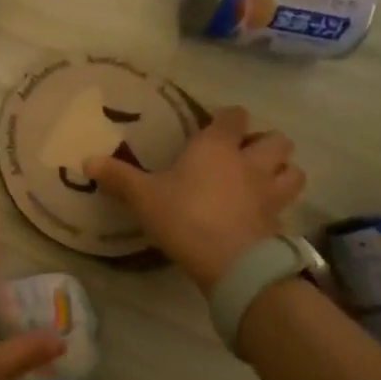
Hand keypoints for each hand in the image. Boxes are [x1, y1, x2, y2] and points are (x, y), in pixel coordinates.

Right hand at [85, 107, 305, 294]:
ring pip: (293, 169)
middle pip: (276, 139)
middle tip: (244, 155)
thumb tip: (87, 161)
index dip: (228, 118)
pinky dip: (278, 205)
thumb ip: (118, 177)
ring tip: (263, 179)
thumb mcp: (143, 197)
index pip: (234, 116)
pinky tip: (260, 214)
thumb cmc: (185, 217)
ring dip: (282, 170)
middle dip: (264, 142)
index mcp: (217, 147)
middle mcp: (250, 162)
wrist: (231, 263)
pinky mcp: (279, 221)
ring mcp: (270, 192)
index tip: (216, 126)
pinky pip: (286, 205)